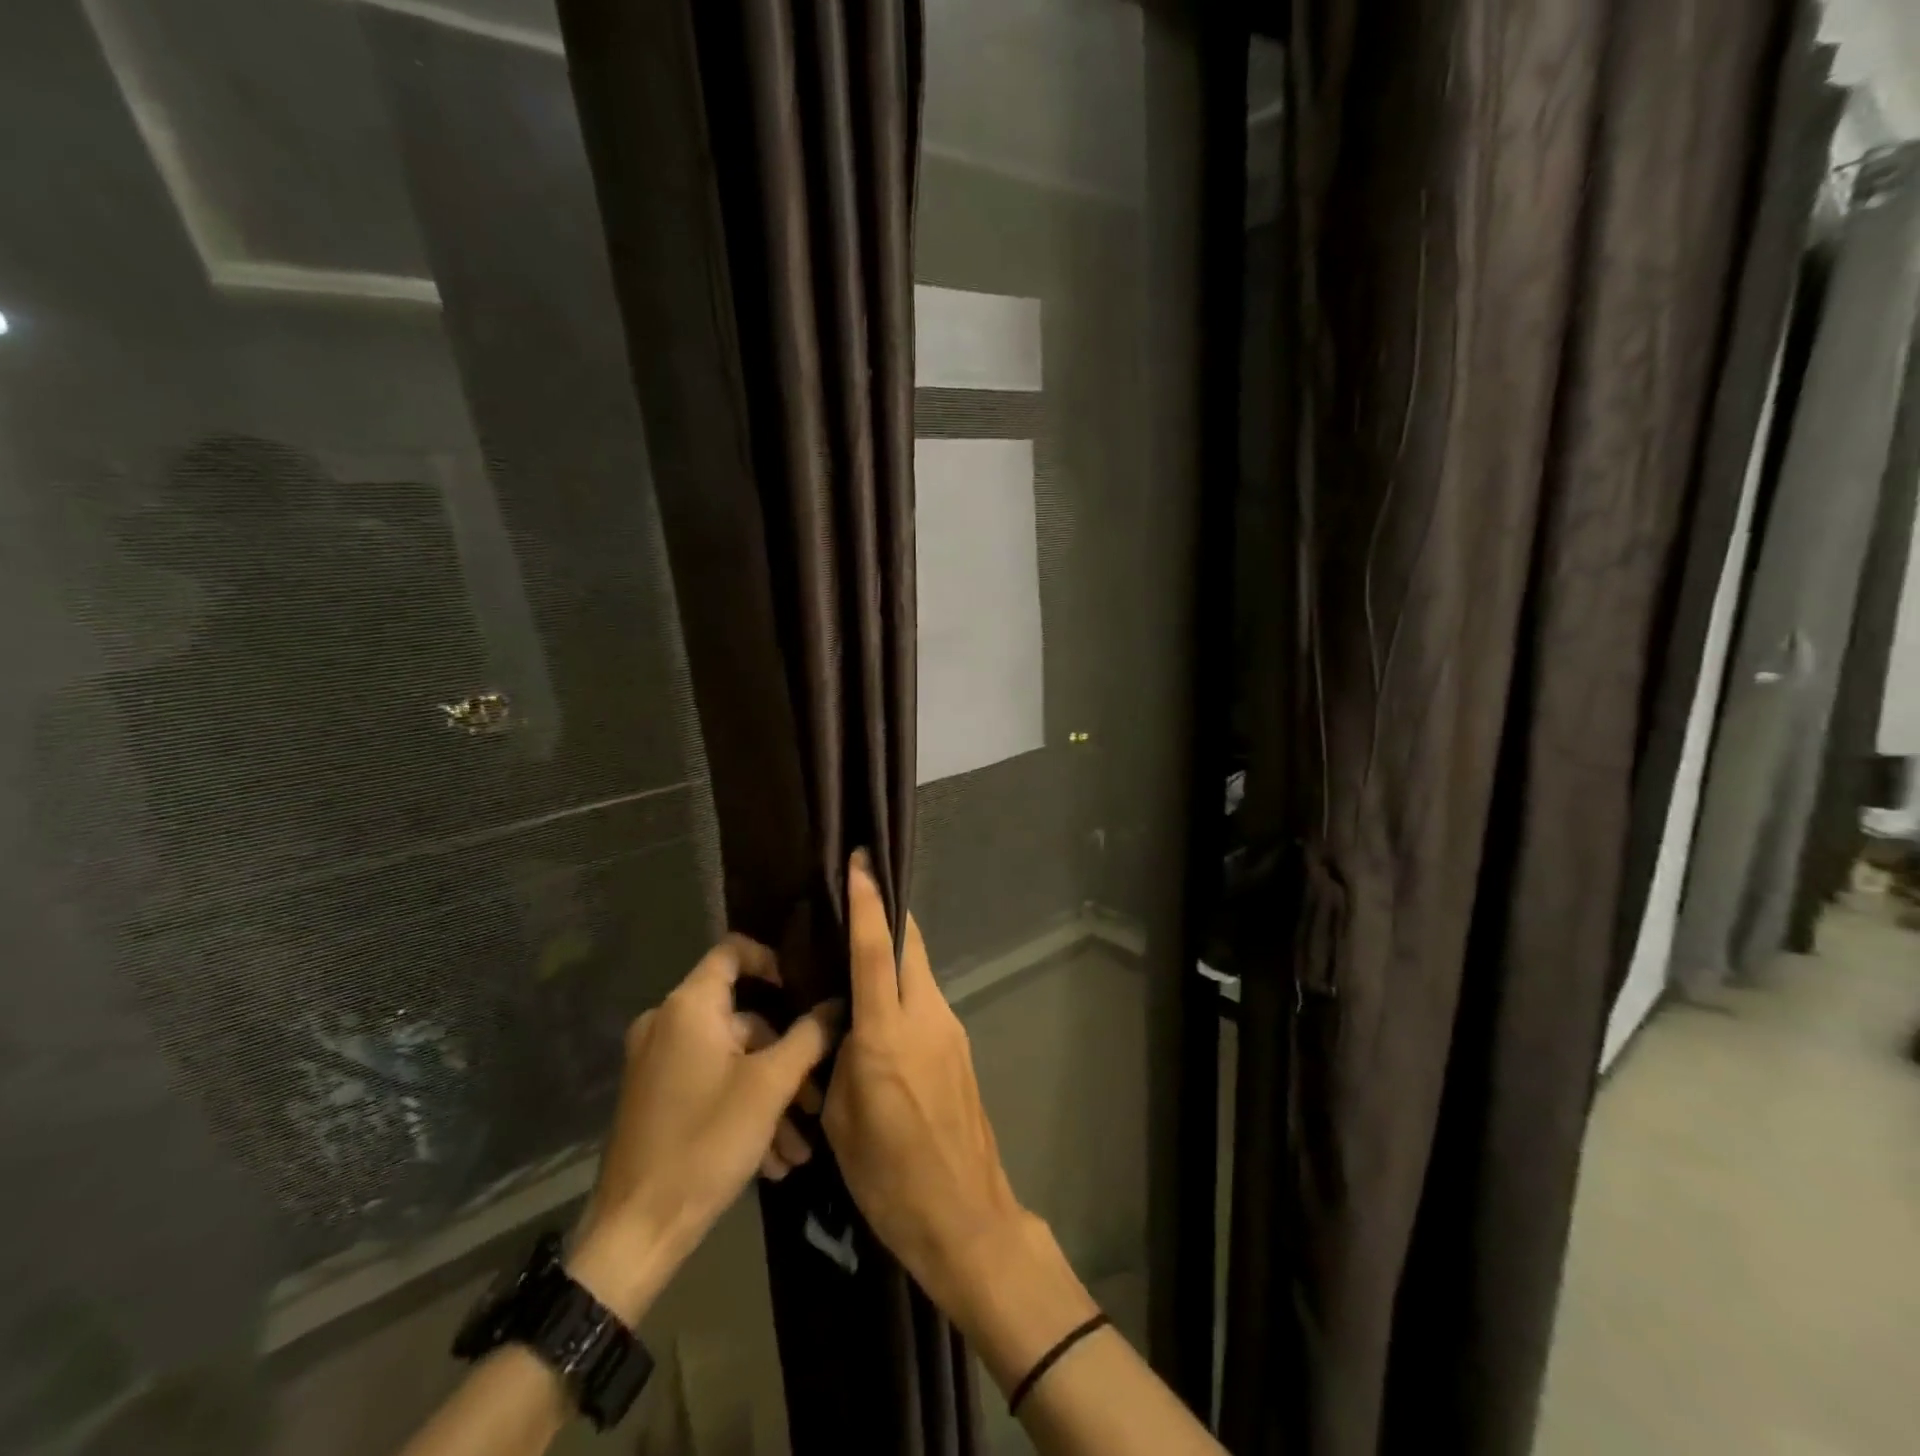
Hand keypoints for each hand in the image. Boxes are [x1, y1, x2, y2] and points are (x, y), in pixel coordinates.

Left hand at [568, 936, 837, 1321]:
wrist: (635, 1232)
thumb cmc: (705, 1142)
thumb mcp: (770, 1086)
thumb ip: (809, 1036)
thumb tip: (837, 1004)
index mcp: (689, 1007)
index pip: (733, 950)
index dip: (773, 960)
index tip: (805, 990)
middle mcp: (667, 1024)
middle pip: (743, 1018)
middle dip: (787, 1057)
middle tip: (818, 1097)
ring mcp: (658, 1063)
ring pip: (732, 1060)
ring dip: (771, 1095)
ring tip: (801, 1146)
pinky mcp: (656, 1098)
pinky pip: (710, 1084)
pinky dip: (743, 1109)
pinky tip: (774, 1159)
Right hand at [821, 853, 1027, 1317]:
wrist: (966, 1216)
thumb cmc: (890, 1177)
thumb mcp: (843, 1120)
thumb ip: (839, 1059)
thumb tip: (838, 1025)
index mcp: (887, 1032)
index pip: (874, 949)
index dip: (866, 901)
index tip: (861, 861)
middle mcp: (926, 1016)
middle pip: (909, 944)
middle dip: (887, 913)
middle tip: (859, 896)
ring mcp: (950, 1029)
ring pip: (920, 970)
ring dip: (894, 955)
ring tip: (858, 962)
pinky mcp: (960, 1047)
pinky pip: (927, 1000)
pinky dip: (905, 989)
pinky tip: (882, 1014)